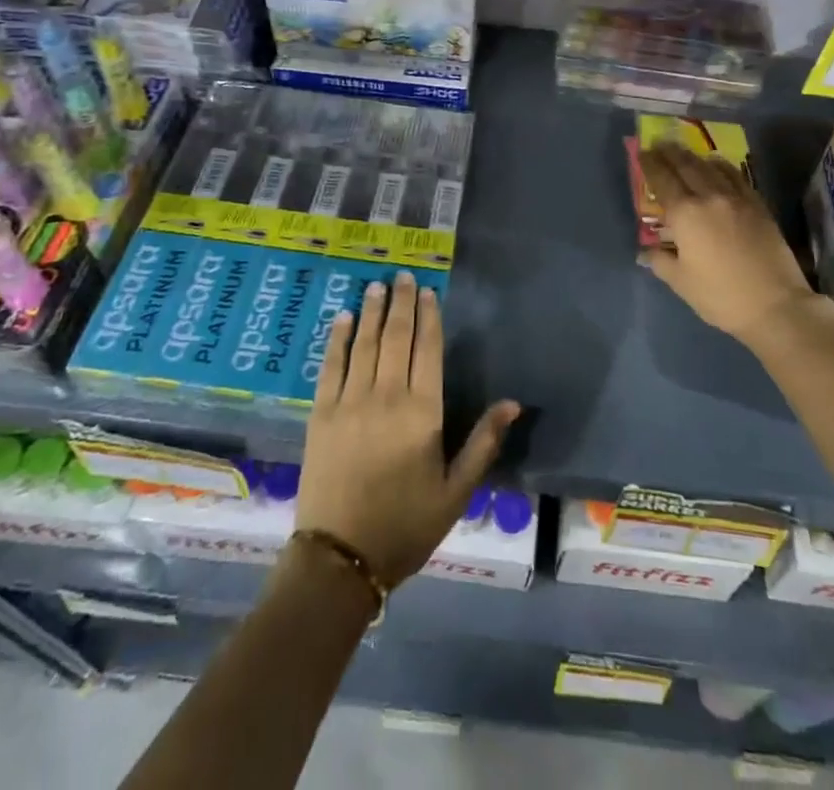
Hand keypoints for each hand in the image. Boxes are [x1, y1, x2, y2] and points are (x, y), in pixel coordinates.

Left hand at [297, 272, 519, 584]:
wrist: (341, 559)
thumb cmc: (406, 525)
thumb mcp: (456, 491)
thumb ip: (483, 443)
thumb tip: (513, 403)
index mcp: (423, 412)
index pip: (427, 349)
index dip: (429, 316)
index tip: (427, 291)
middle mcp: (387, 396)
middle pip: (396, 337)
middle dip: (401, 303)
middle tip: (401, 275)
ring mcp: (350, 402)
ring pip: (364, 344)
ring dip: (371, 312)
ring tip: (376, 286)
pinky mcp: (321, 414)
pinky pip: (330, 366)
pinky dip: (337, 339)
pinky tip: (342, 319)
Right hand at [637, 143, 826, 346]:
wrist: (775, 304)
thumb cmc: (720, 296)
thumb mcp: (681, 282)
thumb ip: (660, 261)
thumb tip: (646, 250)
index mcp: (685, 214)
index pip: (663, 180)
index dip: (650, 164)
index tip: (642, 153)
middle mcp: (709, 197)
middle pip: (686, 166)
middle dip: (670, 152)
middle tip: (659, 143)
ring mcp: (737, 198)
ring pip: (711, 167)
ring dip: (694, 156)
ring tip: (684, 151)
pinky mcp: (758, 205)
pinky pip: (736, 176)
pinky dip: (721, 166)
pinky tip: (717, 165)